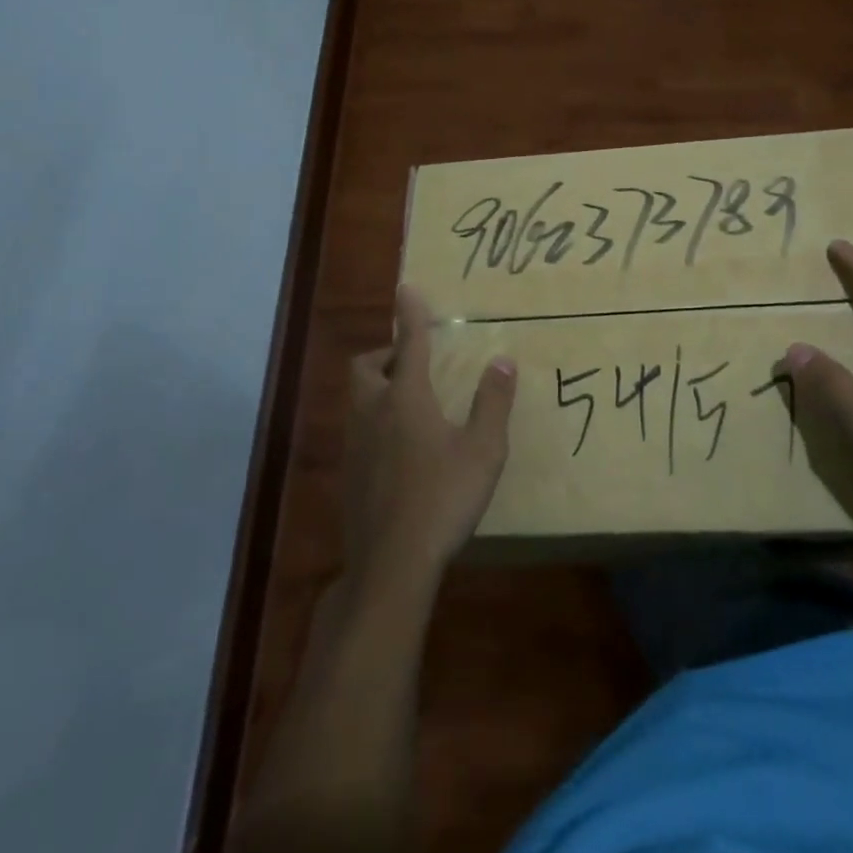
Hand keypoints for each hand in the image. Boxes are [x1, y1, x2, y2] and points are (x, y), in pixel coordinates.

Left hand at [343, 287, 515, 591]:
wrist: (390, 563)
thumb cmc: (442, 499)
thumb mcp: (483, 451)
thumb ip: (493, 403)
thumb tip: (503, 361)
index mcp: (406, 399)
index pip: (410, 344)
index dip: (411, 315)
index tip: (407, 288)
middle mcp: (373, 413)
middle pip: (366, 367)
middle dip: (385, 354)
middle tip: (412, 362)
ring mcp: (354, 445)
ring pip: (357, 399)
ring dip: (378, 387)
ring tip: (409, 401)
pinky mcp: (349, 475)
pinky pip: (357, 430)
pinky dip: (375, 421)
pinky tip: (399, 448)